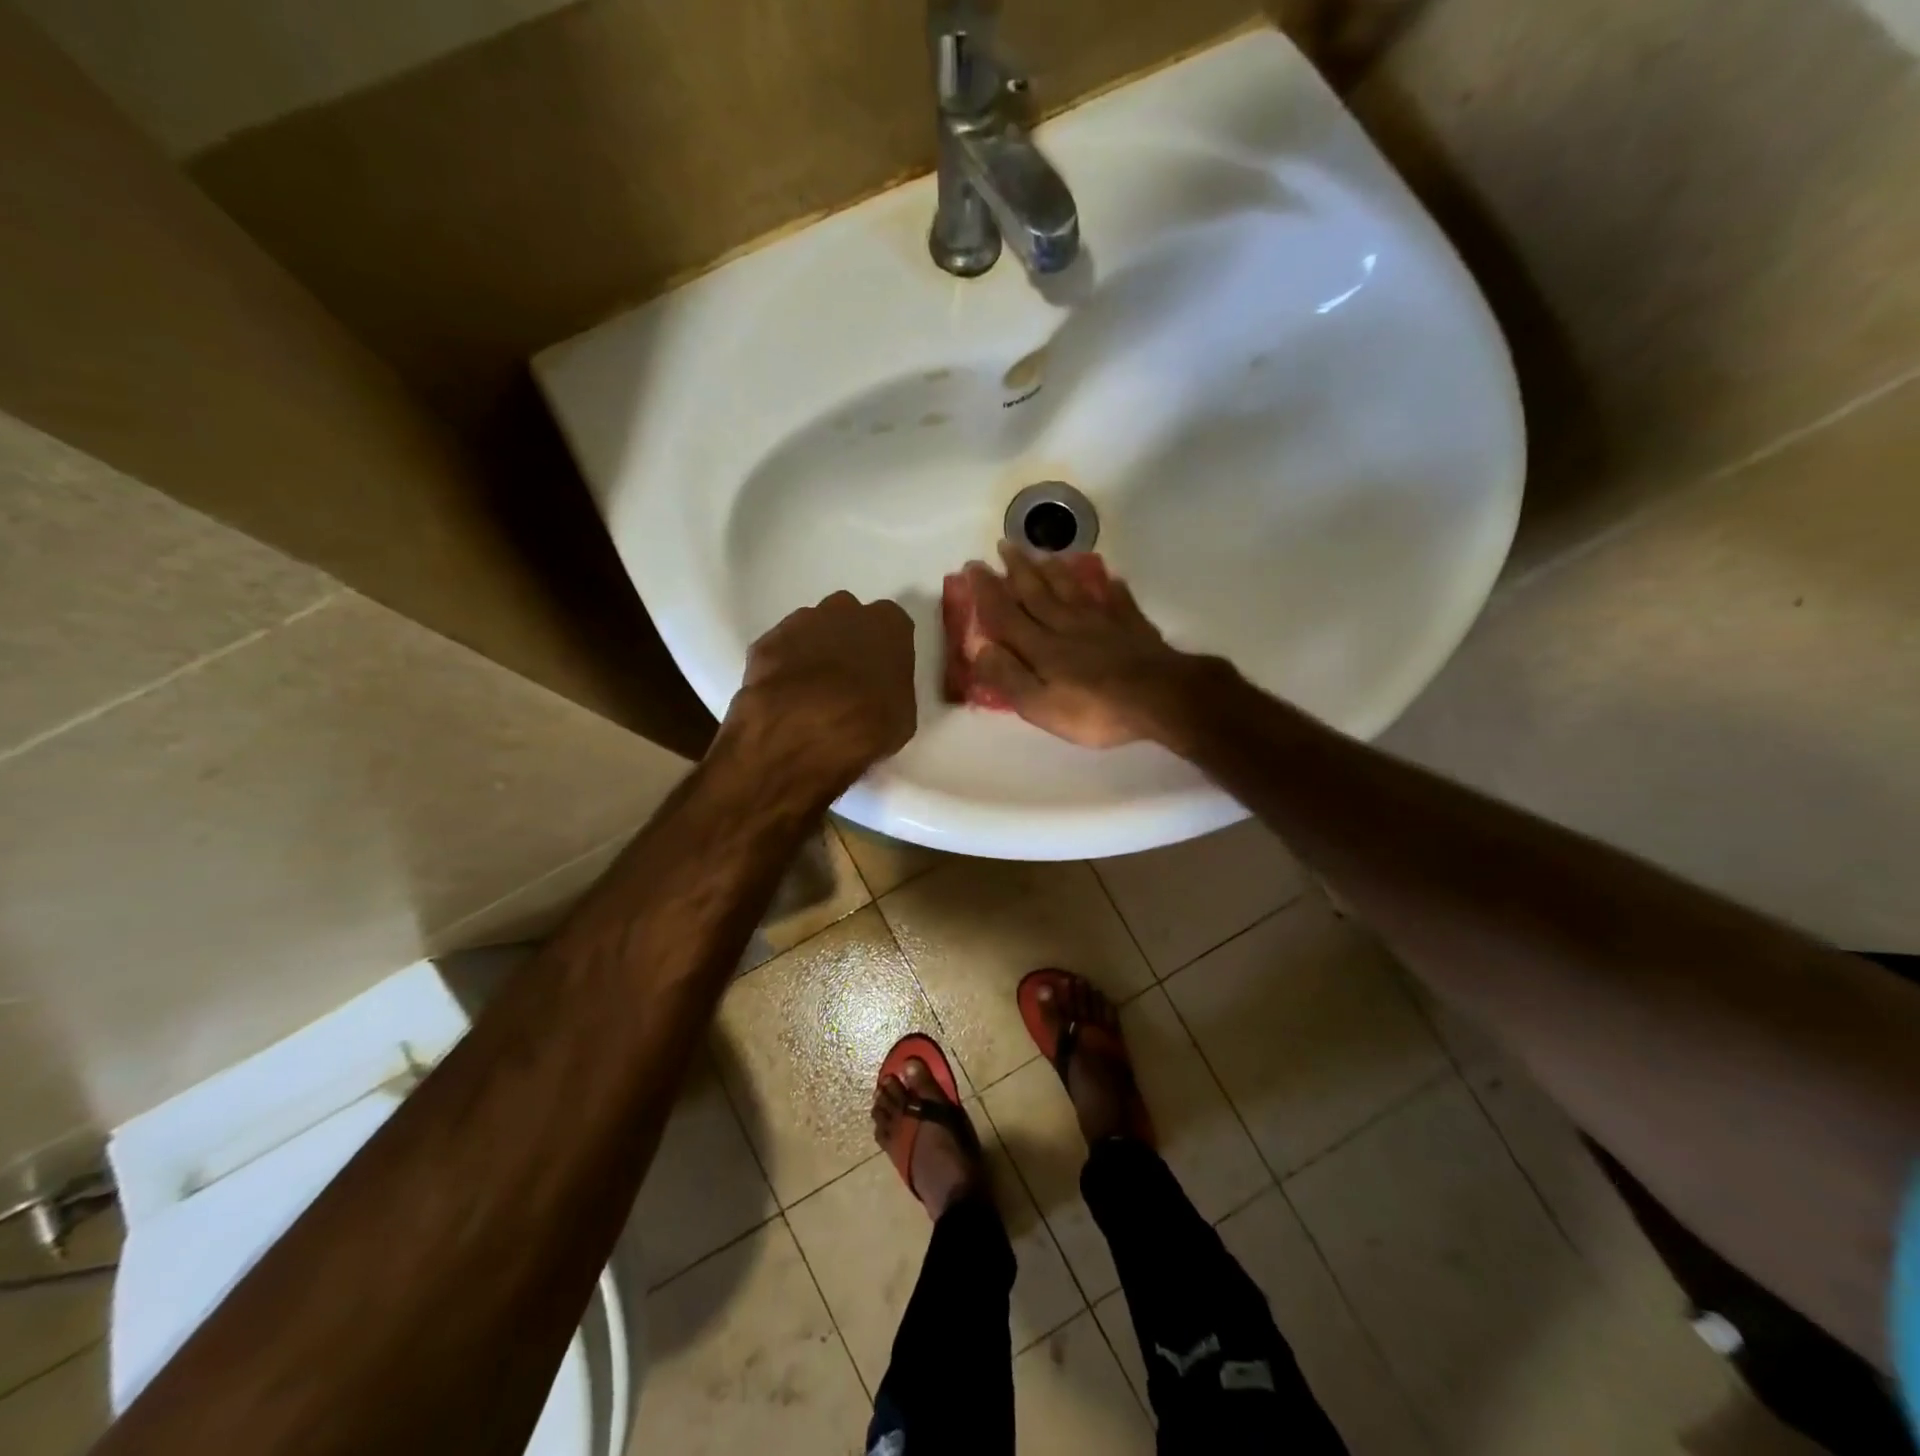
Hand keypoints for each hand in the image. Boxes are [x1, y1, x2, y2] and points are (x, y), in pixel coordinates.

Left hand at [725, 591, 916, 785]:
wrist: (806, 729)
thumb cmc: (870, 722)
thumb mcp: (903, 715)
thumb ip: (892, 690)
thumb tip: (879, 694)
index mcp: (888, 624)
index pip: (891, 627)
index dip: (884, 651)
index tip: (879, 674)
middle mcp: (844, 610)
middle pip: (847, 618)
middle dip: (846, 641)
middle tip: (846, 679)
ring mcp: (800, 622)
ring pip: (809, 630)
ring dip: (812, 652)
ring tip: (811, 692)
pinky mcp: (765, 642)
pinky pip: (779, 651)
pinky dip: (782, 668)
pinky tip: (784, 698)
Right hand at [966, 542, 1216, 749]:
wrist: (1158, 697)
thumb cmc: (1095, 710)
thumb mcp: (1041, 706)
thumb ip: (1009, 677)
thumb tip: (980, 649)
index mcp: (1042, 648)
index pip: (1007, 614)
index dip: (988, 591)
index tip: (973, 566)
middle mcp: (1067, 626)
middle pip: (1038, 593)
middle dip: (1018, 569)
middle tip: (1004, 544)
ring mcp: (1103, 623)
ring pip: (1074, 590)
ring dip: (1056, 571)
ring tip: (1045, 554)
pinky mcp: (1132, 627)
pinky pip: (1119, 601)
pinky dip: (1112, 588)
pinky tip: (1111, 579)